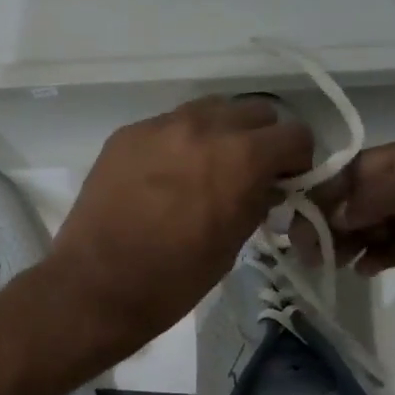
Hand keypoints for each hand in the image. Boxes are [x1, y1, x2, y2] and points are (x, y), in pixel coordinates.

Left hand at [44, 97, 313, 355]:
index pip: (294, 135)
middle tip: (248, 172)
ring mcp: (159, 126)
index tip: (286, 181)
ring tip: (206, 167)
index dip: (296, 160)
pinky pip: (166, 125)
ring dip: (219, 132)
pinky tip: (164, 174)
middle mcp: (203, 127)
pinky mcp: (125, 135)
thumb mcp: (233, 243)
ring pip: (208, 110)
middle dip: (260, 140)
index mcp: (241, 156)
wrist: (97, 284)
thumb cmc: (174, 278)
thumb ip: (257, 201)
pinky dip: (178, 141)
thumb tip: (266, 185)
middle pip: (253, 112)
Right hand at [312, 129, 394, 349]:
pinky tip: (360, 269)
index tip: (292, 220)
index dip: (325, 190)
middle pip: (367, 192)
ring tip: (324, 261)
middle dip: (333, 216)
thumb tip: (335, 213)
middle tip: (302, 248)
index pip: (361, 165)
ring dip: (351, 238)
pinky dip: (378, 254)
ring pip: (381, 220)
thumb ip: (376, 192)